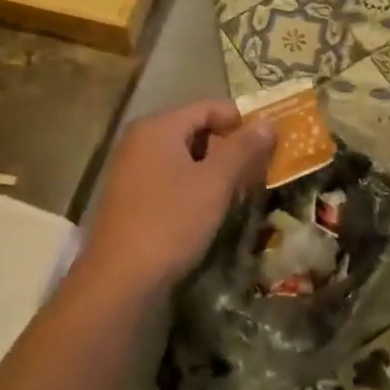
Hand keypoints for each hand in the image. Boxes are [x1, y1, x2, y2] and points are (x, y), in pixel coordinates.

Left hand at [76, 99, 274, 299]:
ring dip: (212, 170)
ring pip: (182, 157)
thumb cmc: (171, 222)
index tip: (269, 143)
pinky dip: (192, 186)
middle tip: (257, 171)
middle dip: (228, 148)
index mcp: (158, 127)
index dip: (241, 121)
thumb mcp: (215, 183)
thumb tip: (268, 122)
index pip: (209, 107)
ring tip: (238, 192)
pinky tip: (208, 210)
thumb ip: (243, 149)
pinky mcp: (128, 199)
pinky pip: (168, 179)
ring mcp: (130, 170)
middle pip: (194, 130)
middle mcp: (139, 140)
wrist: (119, 281)